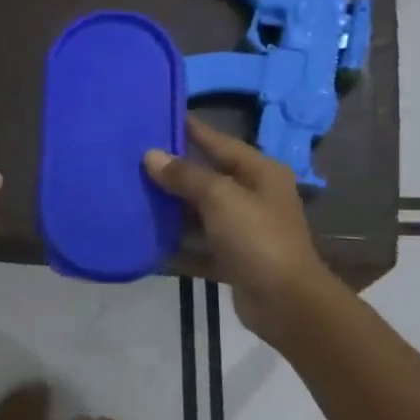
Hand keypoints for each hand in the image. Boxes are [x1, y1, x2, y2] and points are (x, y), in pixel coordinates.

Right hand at [145, 118, 335, 342]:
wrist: (286, 303)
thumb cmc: (257, 239)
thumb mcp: (221, 198)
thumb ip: (185, 176)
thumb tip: (151, 155)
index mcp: (260, 172)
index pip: (219, 141)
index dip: (190, 129)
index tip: (157, 116)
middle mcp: (254, 197)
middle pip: (207, 177)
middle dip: (173, 172)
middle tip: (133, 159)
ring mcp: (244, 231)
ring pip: (200, 213)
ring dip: (172, 209)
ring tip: (132, 195)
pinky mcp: (233, 260)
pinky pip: (198, 247)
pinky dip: (177, 246)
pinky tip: (147, 242)